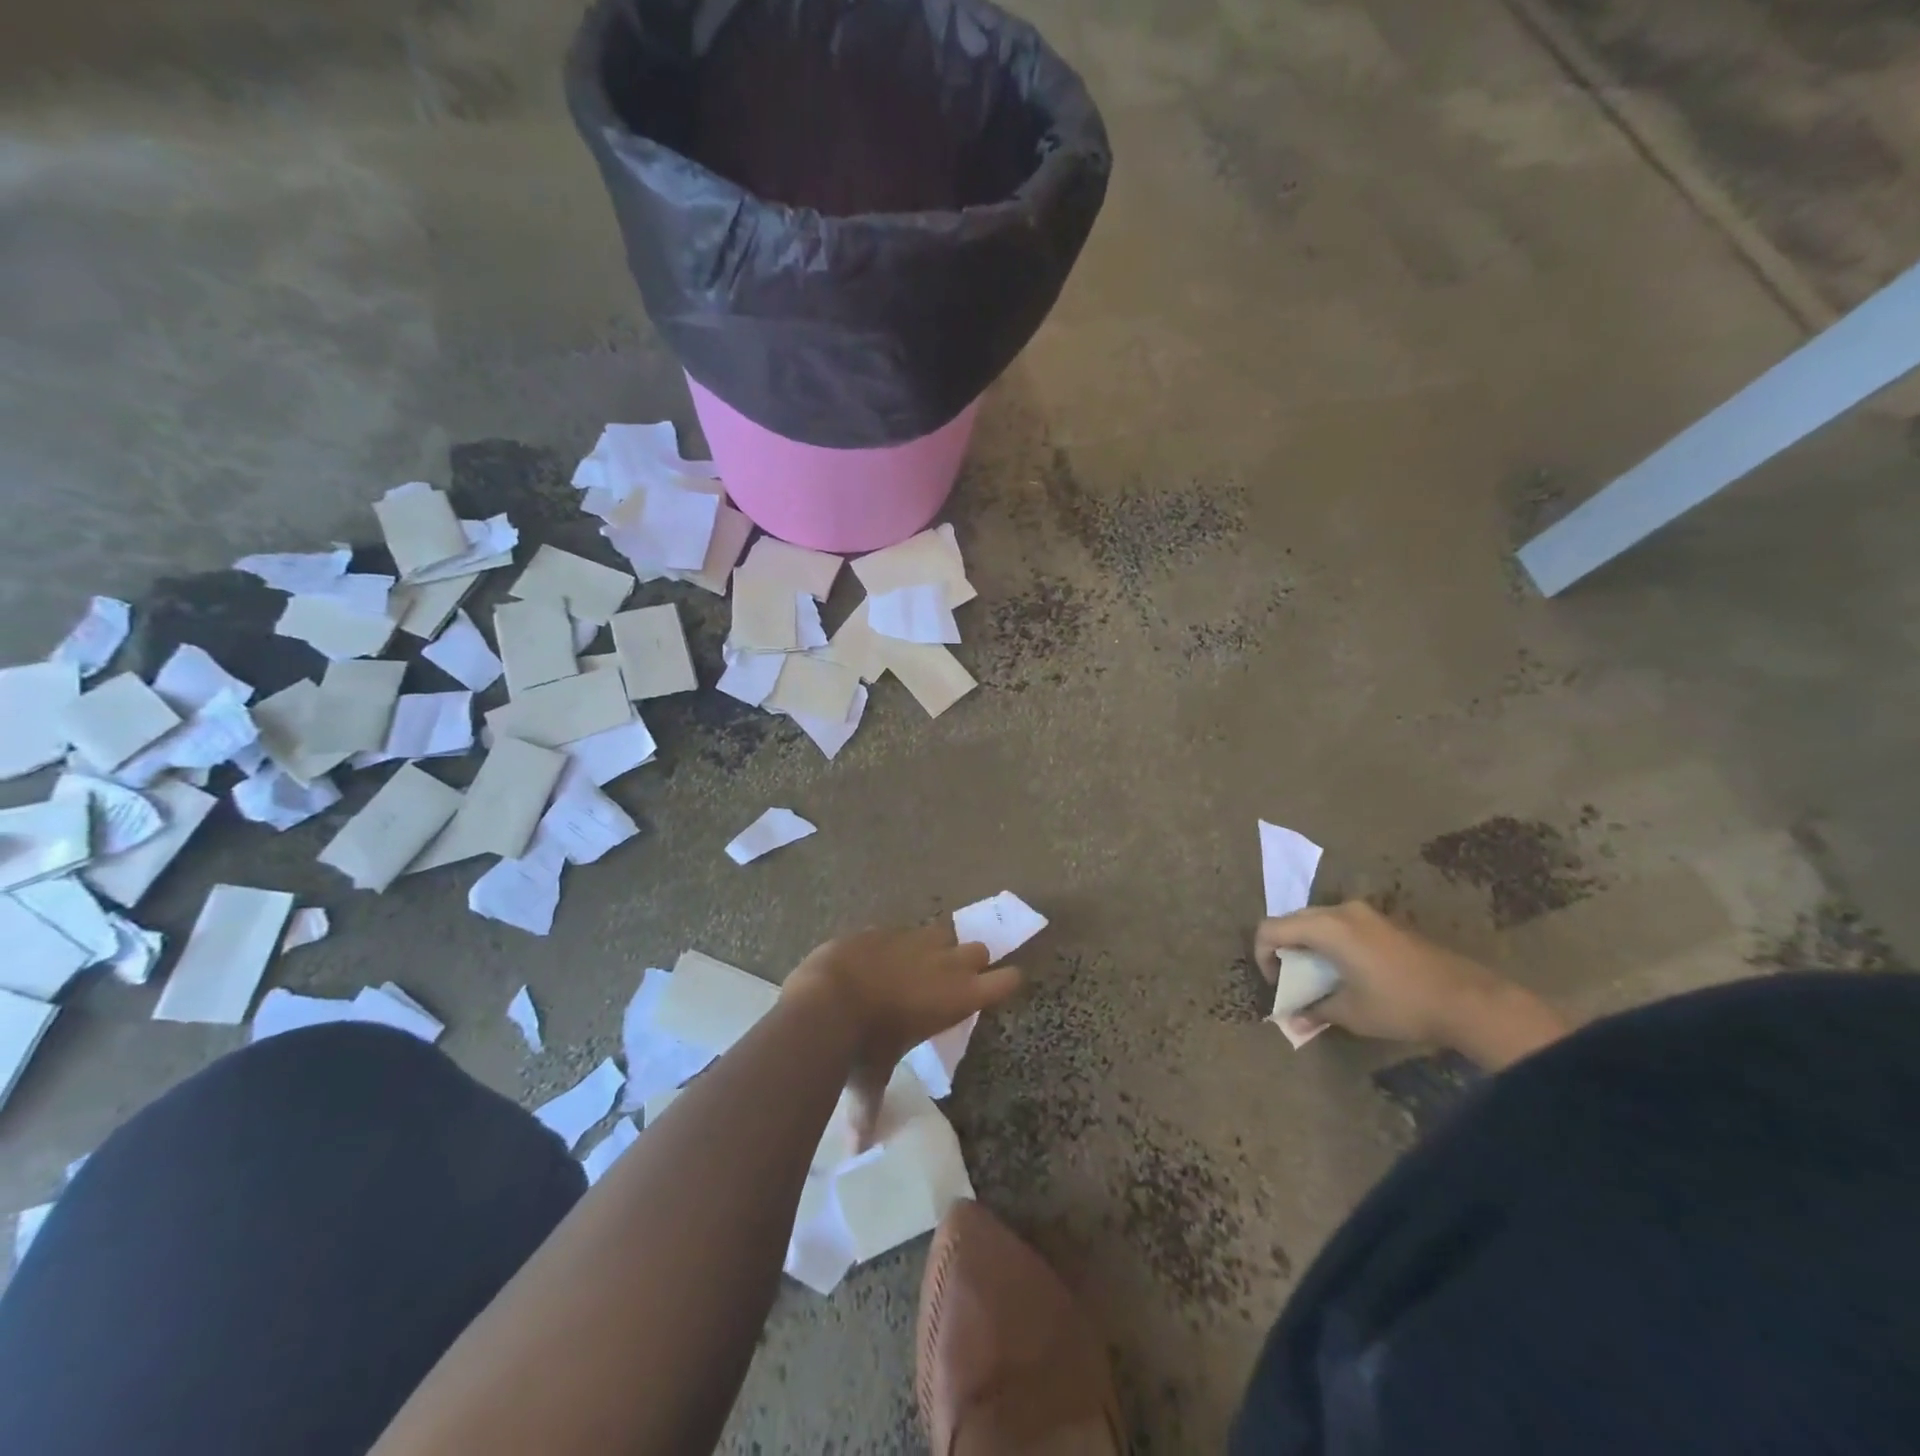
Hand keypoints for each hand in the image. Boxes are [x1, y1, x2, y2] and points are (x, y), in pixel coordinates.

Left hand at [783, 923, 1020, 1146]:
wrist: (827, 998)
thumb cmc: (863, 1046)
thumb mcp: (872, 1080)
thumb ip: (869, 1110)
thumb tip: (858, 1150)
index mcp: (958, 997)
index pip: (1006, 981)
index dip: (1006, 983)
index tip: (1000, 988)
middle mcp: (945, 963)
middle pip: (979, 950)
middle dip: (970, 962)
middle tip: (952, 981)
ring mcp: (914, 939)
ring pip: (943, 932)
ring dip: (936, 947)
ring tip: (917, 965)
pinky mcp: (883, 928)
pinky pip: (901, 931)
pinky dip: (895, 944)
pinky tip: (877, 960)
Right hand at [1256, 902, 1566, 1067]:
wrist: (1469, 1000)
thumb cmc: (1401, 1004)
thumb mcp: (1351, 1013)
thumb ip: (1315, 1010)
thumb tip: (1292, 1020)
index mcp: (1326, 927)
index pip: (1271, 929)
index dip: (1262, 956)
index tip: (1276, 985)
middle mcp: (1341, 911)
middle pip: (1292, 921)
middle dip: (1283, 949)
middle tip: (1291, 982)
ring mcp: (1365, 913)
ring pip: (1317, 921)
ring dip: (1307, 945)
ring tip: (1317, 978)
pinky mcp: (1383, 922)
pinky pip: (1340, 925)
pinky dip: (1329, 943)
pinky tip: (1344, 971)